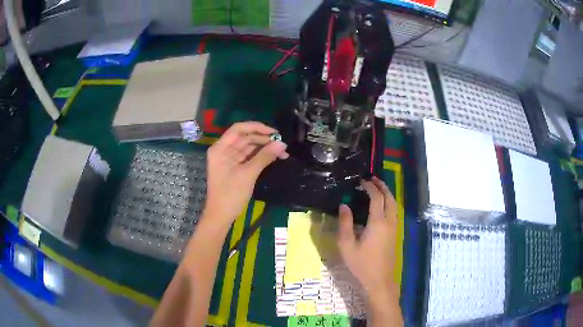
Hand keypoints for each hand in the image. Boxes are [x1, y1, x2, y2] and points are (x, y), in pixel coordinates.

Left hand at [203, 122, 288, 224]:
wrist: (221, 216)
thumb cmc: (230, 194)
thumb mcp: (248, 174)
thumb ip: (264, 157)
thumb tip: (282, 144)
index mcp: (221, 148)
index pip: (238, 129)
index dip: (256, 127)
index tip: (274, 132)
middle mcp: (224, 150)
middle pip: (245, 137)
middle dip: (264, 139)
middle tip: (282, 144)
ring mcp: (230, 159)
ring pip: (249, 147)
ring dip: (265, 148)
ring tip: (283, 152)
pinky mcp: (236, 167)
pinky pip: (250, 156)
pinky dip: (261, 156)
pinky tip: (274, 157)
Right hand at [337, 176, 397, 297]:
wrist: (379, 281)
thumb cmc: (361, 264)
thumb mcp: (347, 245)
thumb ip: (345, 223)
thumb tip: (344, 205)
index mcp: (378, 222)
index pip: (377, 198)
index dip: (370, 187)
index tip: (362, 181)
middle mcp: (389, 222)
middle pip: (390, 198)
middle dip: (382, 186)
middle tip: (372, 179)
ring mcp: (394, 229)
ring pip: (394, 206)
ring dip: (387, 194)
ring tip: (377, 189)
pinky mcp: (395, 235)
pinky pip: (394, 213)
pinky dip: (389, 204)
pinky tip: (381, 207)